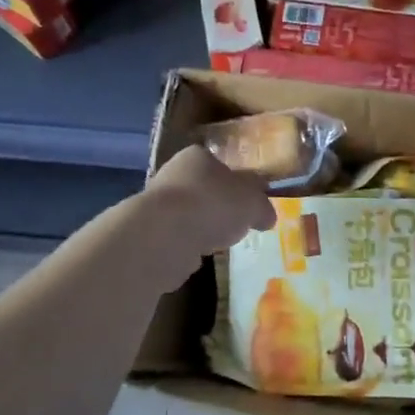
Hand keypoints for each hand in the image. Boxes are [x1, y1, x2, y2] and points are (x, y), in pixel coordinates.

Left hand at [140, 146, 277, 271]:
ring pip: (187, 215)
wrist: (164, 236)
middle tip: (236, 226)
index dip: (237, 183)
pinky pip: (175, 239)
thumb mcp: (252, 203)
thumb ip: (262, 207)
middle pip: (203, 190)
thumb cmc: (214, 205)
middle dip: (219, 207)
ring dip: (201, 228)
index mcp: (198, 156)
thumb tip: (266, 215)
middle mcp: (173, 174)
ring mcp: (156, 205)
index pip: (220, 164)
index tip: (248, 203)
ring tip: (219, 244)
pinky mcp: (148, 234)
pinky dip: (186, 247)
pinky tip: (196, 257)